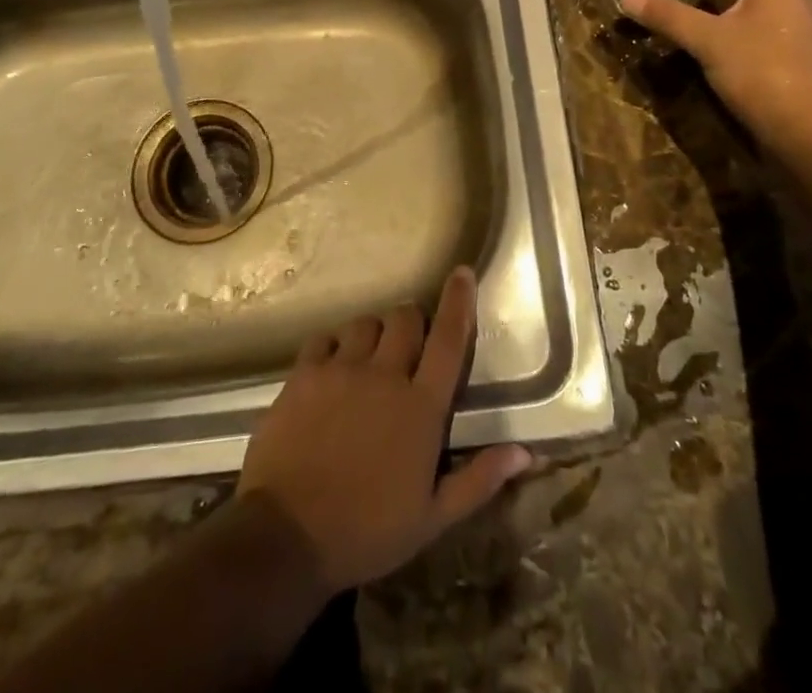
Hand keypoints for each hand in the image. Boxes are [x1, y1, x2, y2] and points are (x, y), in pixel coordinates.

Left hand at [236, 266, 531, 595]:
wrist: (286, 537)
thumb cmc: (367, 532)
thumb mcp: (432, 518)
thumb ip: (479, 479)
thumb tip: (525, 451)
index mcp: (421, 408)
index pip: (448, 339)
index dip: (458, 301)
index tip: (462, 273)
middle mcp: (384, 375)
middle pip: (405, 318)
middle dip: (413, 323)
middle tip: (410, 348)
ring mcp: (341, 370)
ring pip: (366, 323)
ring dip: (375, 334)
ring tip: (370, 360)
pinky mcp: (304, 374)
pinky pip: (325, 338)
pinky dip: (335, 346)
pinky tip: (333, 368)